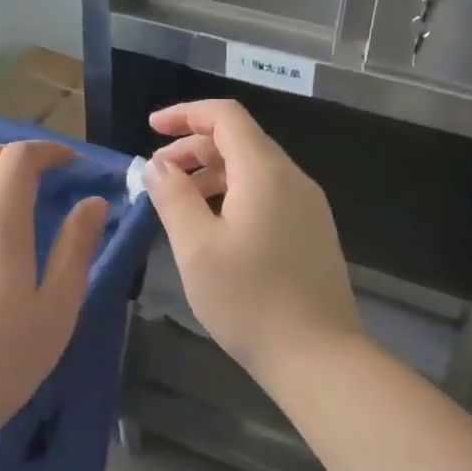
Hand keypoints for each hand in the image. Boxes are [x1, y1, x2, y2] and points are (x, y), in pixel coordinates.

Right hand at [143, 100, 364, 390]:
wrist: (320, 357)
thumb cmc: (250, 300)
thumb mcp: (197, 248)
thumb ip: (174, 197)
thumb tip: (158, 164)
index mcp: (265, 172)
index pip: (226, 116)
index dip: (186, 113)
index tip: (151, 127)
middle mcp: (292, 178)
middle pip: (240, 140)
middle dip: (193, 147)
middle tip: (157, 174)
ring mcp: (308, 205)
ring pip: (253, 168)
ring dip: (212, 172)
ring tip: (178, 200)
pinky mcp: (312, 230)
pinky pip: (267, 193)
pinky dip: (233, 193)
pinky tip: (213, 225)